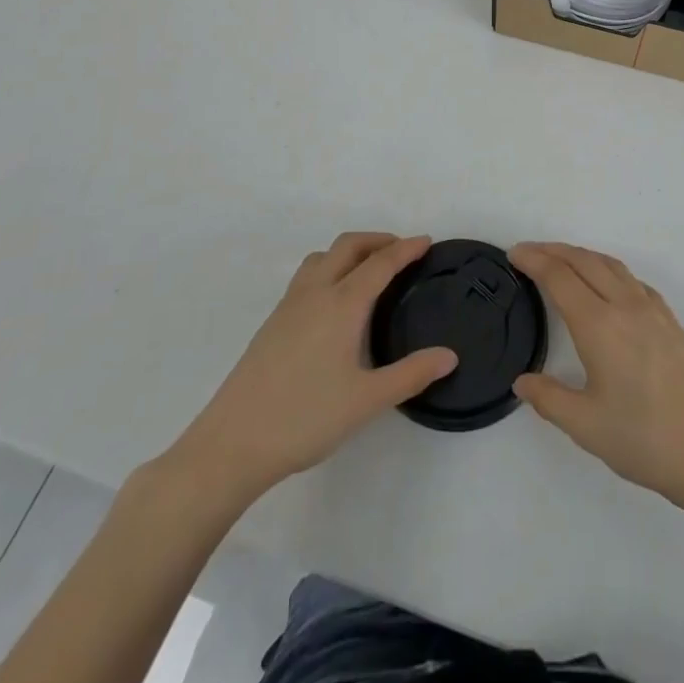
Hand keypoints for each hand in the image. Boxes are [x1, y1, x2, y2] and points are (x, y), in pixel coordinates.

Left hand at [164, 233, 456, 504]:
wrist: (233, 442)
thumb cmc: (305, 418)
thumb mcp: (367, 400)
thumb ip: (411, 375)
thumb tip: (450, 356)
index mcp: (342, 304)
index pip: (380, 263)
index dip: (405, 249)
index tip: (426, 241)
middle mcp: (315, 292)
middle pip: (348, 246)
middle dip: (377, 240)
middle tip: (402, 251)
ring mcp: (289, 305)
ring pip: (322, 257)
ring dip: (350, 251)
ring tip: (369, 270)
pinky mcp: (272, 322)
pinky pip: (307, 275)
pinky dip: (330, 268)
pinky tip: (334, 301)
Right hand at [510, 242, 683, 512]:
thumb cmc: (647, 441)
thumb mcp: (587, 427)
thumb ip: (549, 400)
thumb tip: (522, 382)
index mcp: (600, 325)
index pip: (559, 277)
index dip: (534, 260)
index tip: (513, 255)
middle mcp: (626, 305)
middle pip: (585, 261)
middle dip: (553, 250)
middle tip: (528, 252)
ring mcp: (653, 310)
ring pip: (611, 265)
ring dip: (582, 255)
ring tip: (562, 260)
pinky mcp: (672, 322)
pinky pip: (632, 279)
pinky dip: (608, 269)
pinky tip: (607, 286)